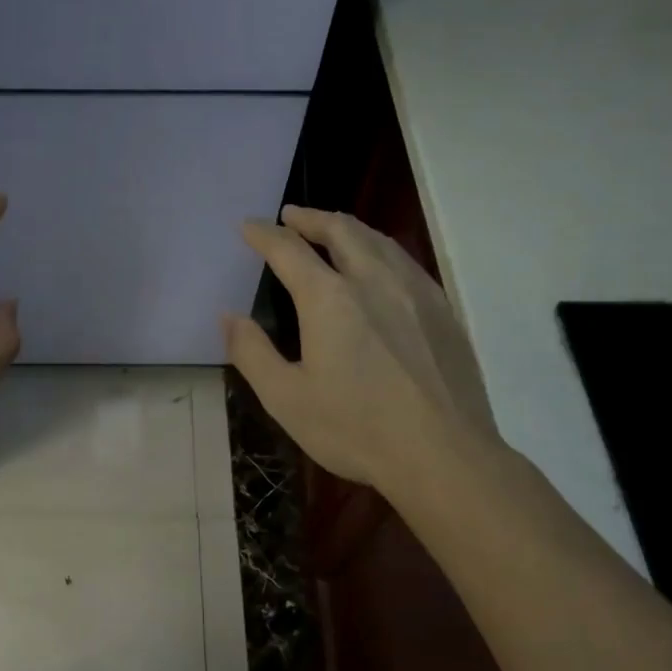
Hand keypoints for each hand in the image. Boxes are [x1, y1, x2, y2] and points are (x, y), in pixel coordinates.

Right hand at [223, 206, 501, 493]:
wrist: (443, 455)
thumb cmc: (355, 429)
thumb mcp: (286, 398)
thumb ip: (252, 352)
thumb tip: (229, 317)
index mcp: (329, 299)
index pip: (289, 250)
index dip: (264, 235)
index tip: (248, 227)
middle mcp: (374, 280)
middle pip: (341, 230)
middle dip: (310, 218)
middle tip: (290, 215)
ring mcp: (415, 291)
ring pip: (378, 240)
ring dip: (347, 227)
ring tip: (331, 228)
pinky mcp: (442, 310)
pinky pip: (405, 261)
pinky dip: (379, 248)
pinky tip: (379, 265)